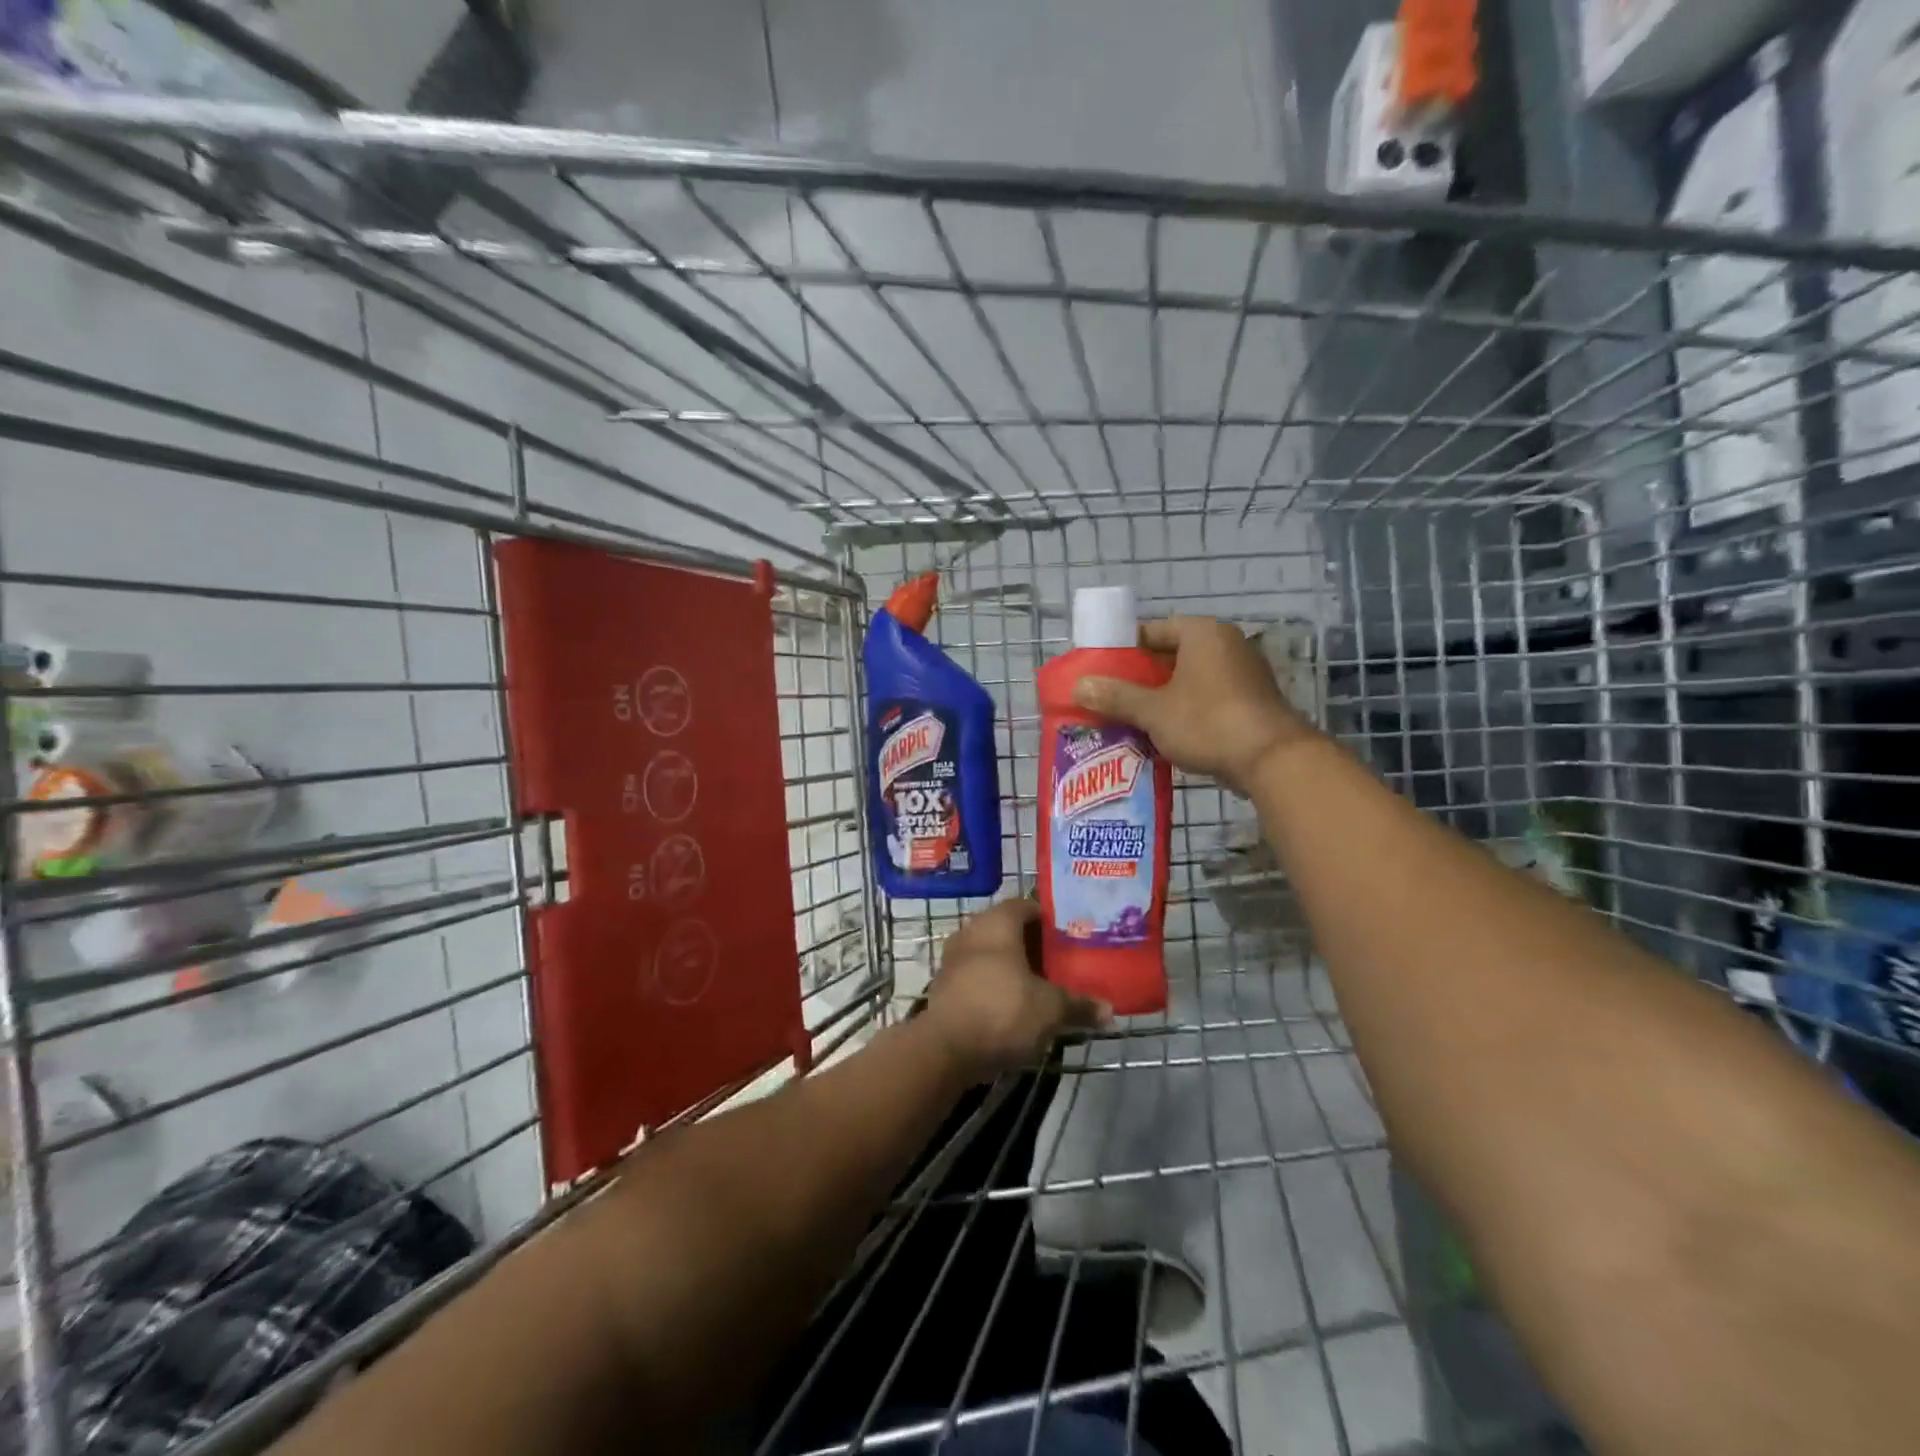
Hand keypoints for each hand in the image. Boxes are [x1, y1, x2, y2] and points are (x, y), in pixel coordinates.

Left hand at [924, 900, 1109, 1081]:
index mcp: (997, 922)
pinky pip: (977, 977)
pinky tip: (1015, 1007)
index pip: (1027, 906)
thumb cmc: (1003, 1010)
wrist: (946, 1049)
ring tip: (1042, 987)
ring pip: (991, 954)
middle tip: (1061, 963)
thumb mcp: (1051, 1009)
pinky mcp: (945, 986)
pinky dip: (995, 986)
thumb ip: (1079, 1005)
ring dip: (1013, 968)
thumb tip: (1110, 1011)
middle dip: (1034, 946)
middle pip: (1008, 930)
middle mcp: (972, 931)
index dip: (1050, 919)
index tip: (1071, 936)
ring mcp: (954, 959)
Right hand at [1072, 617, 1315, 795]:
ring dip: (1164, 696)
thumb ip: (1115, 696)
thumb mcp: (1153, 711)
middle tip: (1113, 697)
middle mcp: (1226, 644)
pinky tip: (1167, 733)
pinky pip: (1209, 697)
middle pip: (1172, 655)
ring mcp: (1245, 672)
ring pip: (1191, 679)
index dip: (1126, 649)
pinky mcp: (1253, 701)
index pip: (1154, 630)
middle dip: (1142, 677)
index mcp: (1202, 633)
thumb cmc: (1207, 722)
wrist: (1271, 760)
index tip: (1104, 670)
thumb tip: (1078, 686)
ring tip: (1133, 717)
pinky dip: (1187, 710)